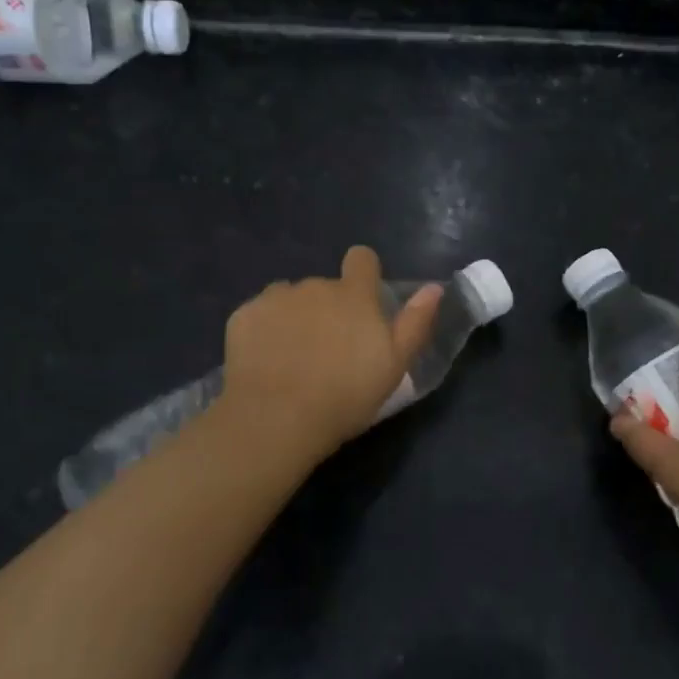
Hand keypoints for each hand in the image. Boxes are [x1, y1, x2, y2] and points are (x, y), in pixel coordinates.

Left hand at [212, 246, 441, 462]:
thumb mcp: (394, 365)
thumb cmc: (346, 395)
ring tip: (295, 358)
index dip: (364, 274)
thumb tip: (434, 288)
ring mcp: (276, 298)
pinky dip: (265, 330)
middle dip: (329, 308)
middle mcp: (316, 285)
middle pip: (326, 286)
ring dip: (297, 317)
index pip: (362, 258)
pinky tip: (267, 361)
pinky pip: (260, 314)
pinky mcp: (244, 315)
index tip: (363, 302)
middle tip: (330, 351)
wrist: (277, 419)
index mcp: (355, 295)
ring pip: (291, 298)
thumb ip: (415, 322)